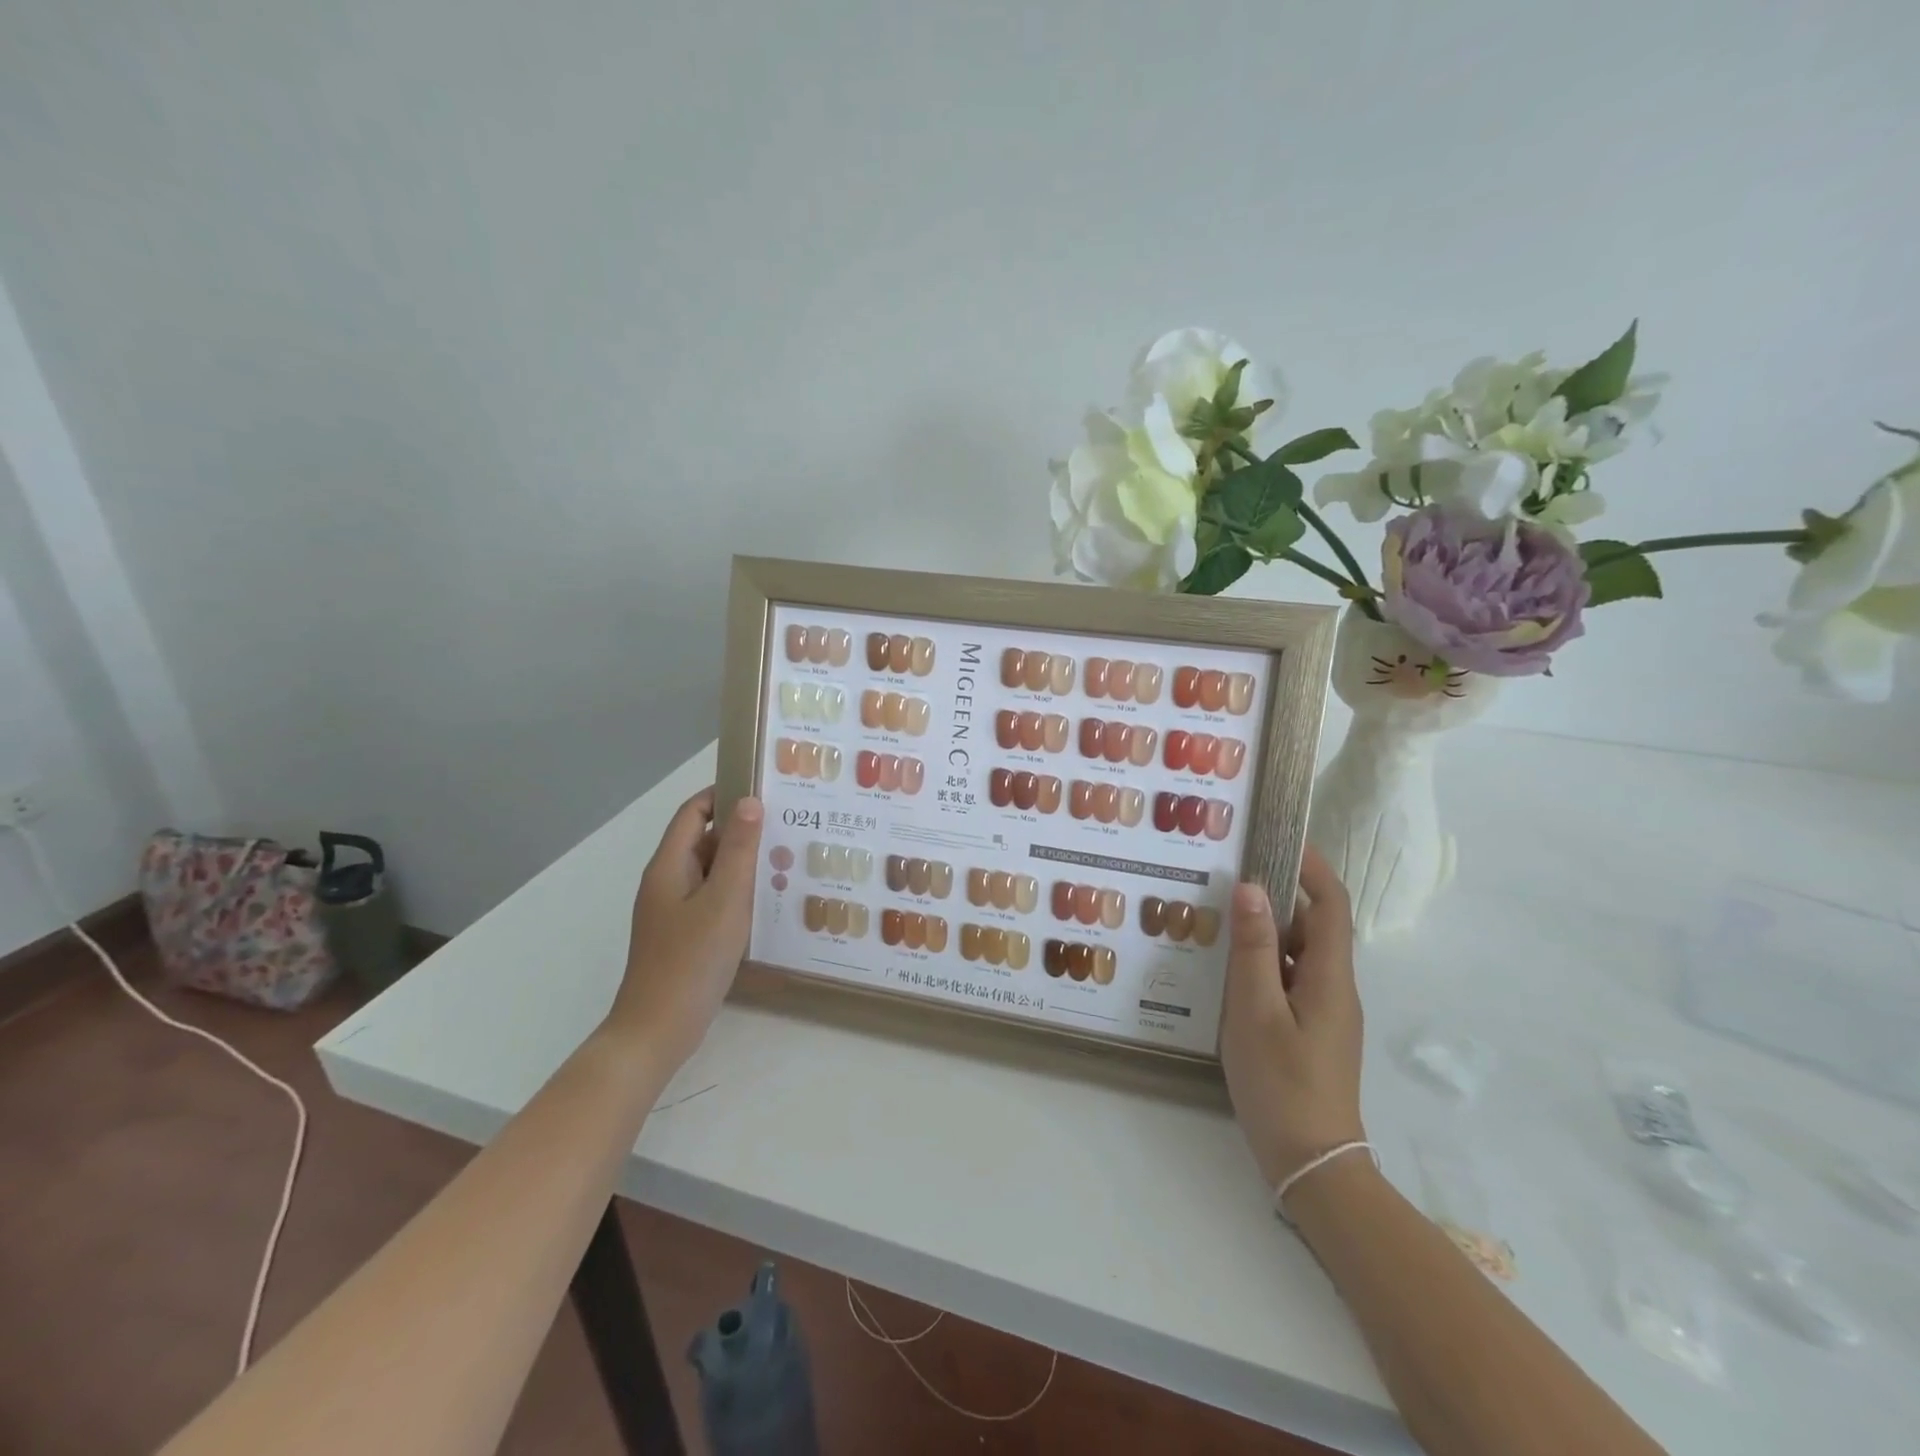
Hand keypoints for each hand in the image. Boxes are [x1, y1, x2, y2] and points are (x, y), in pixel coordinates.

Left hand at [607, 788, 762, 1069]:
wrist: (657, 1030)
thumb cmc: (691, 961)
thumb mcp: (723, 901)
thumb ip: (739, 851)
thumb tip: (750, 802)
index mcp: (669, 866)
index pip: (694, 812)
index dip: (723, 794)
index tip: (764, 789)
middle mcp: (667, 881)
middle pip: (704, 840)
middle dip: (742, 830)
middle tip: (788, 826)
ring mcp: (674, 910)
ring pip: (711, 872)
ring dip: (743, 863)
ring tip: (787, 860)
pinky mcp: (684, 934)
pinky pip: (713, 899)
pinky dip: (737, 891)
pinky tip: (767, 901)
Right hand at [1220, 846, 1365, 1191]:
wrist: (1312, 1164)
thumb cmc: (1282, 1084)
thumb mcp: (1255, 1010)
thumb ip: (1253, 949)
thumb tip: (1250, 887)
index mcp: (1330, 977)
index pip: (1332, 905)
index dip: (1312, 867)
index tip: (1279, 839)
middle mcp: (1334, 987)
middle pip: (1315, 925)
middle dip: (1279, 894)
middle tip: (1229, 874)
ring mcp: (1324, 1011)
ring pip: (1299, 954)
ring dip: (1268, 929)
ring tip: (1220, 914)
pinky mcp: (1309, 1030)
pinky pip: (1289, 979)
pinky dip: (1264, 961)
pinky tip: (1227, 967)